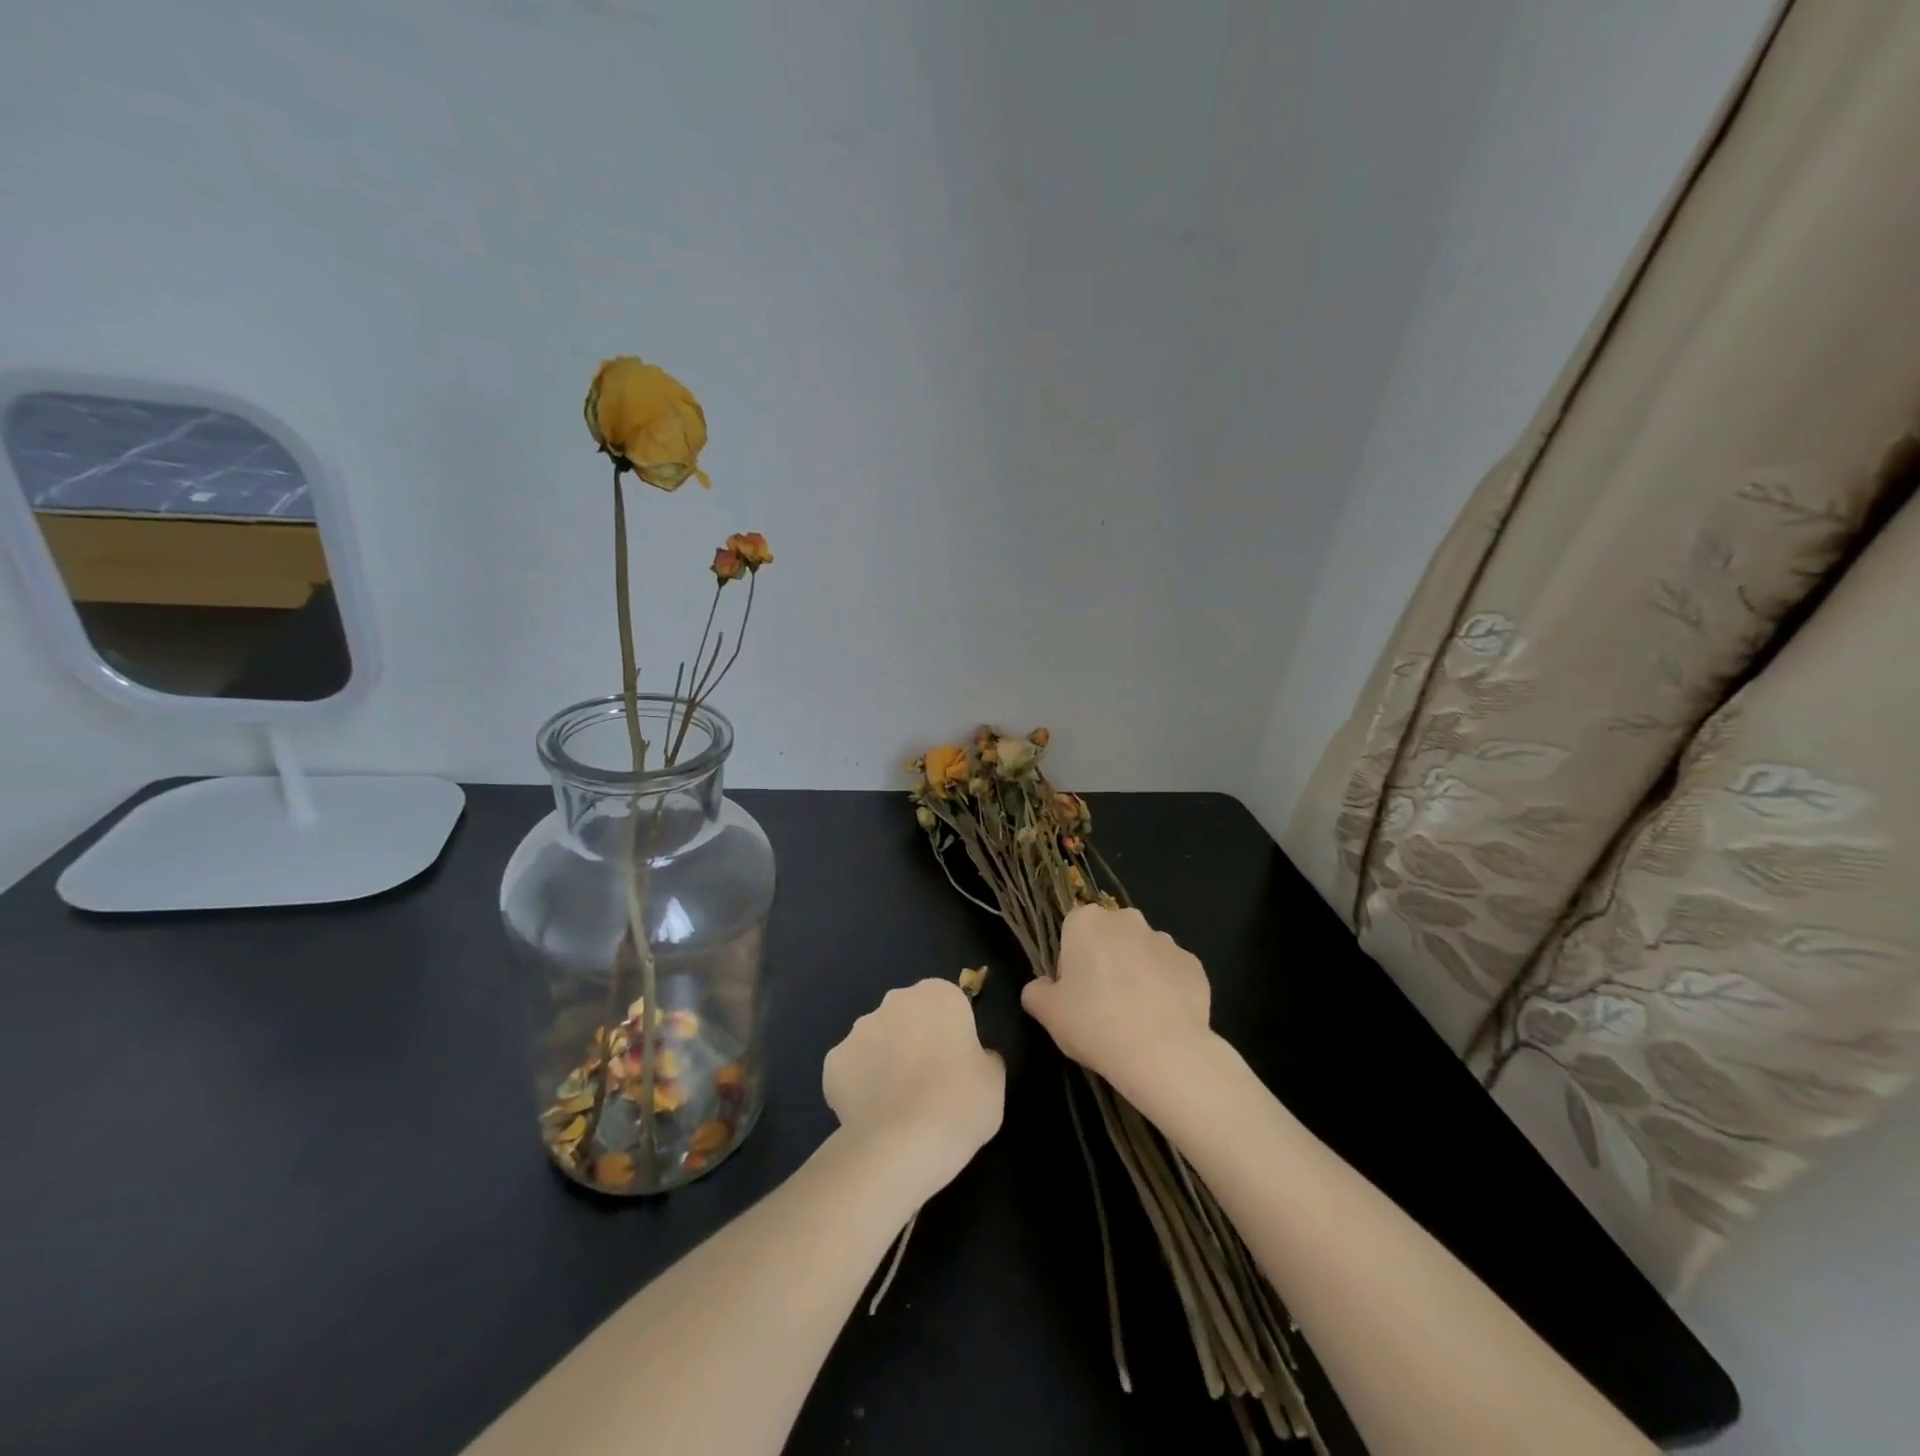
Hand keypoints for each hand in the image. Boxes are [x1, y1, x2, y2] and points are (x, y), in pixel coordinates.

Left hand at [823, 979, 1004, 1204]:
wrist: (903, 1144)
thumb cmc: (960, 1103)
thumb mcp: (994, 1080)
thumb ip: (983, 1056)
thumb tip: (971, 1058)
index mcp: (938, 995)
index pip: (948, 1004)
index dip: (952, 1033)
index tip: (956, 1064)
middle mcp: (895, 1001)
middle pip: (908, 1016)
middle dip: (914, 1039)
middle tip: (928, 1083)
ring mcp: (859, 1029)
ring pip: (877, 1040)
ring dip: (886, 1060)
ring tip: (897, 1106)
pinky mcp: (833, 1061)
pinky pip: (852, 1069)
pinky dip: (859, 1085)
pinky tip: (872, 1115)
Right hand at [1021, 905, 1212, 1102]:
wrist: (1163, 1053)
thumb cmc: (1095, 1024)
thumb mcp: (1048, 1013)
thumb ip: (1036, 992)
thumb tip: (1041, 987)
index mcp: (1087, 921)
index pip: (1072, 929)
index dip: (1071, 960)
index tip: (1074, 991)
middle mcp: (1127, 920)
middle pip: (1110, 935)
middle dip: (1106, 959)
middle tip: (1102, 1003)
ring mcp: (1165, 940)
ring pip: (1143, 952)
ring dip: (1137, 972)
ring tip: (1136, 1016)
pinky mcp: (1193, 964)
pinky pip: (1171, 972)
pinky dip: (1166, 989)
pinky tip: (1162, 1019)